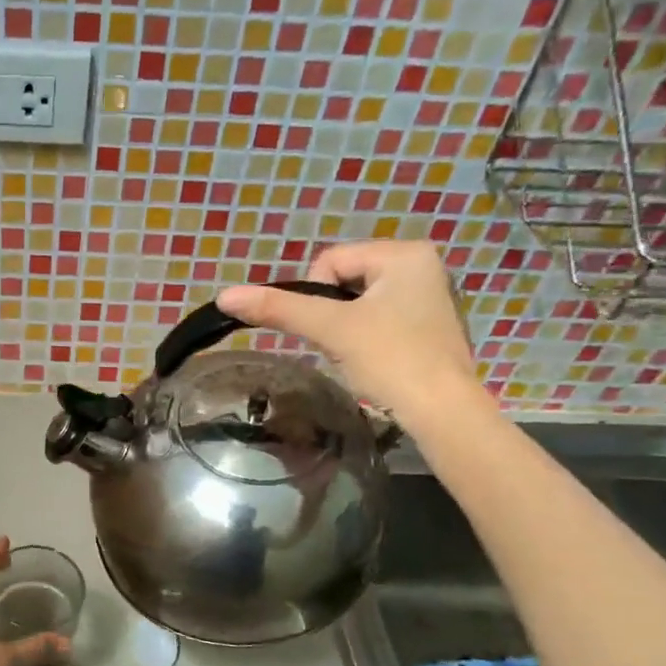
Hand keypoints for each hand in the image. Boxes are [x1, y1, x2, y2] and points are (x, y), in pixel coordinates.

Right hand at [216, 241, 483, 428]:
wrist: (441, 412)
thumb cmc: (391, 360)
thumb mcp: (331, 329)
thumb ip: (278, 308)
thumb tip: (224, 296)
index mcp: (405, 252)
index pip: (329, 261)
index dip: (316, 296)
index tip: (332, 329)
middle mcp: (422, 264)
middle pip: (343, 280)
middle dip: (333, 313)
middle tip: (345, 344)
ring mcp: (428, 296)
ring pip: (357, 302)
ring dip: (346, 327)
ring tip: (361, 354)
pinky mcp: (427, 325)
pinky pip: (377, 319)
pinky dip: (366, 338)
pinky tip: (376, 360)